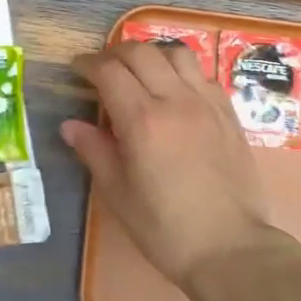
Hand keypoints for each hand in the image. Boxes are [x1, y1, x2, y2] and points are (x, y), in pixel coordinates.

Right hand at [63, 42, 275, 293]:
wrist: (230, 248)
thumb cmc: (165, 229)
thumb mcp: (118, 194)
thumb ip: (94, 151)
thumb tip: (70, 125)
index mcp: (143, 120)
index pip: (109, 71)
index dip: (88, 64)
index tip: (77, 68)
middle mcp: (176, 100)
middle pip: (141, 52)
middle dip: (115, 53)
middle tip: (102, 69)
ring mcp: (207, 103)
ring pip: (177, 53)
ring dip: (152, 55)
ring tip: (140, 72)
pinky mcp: (229, 113)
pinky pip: (202, 74)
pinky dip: (181, 71)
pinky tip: (175, 91)